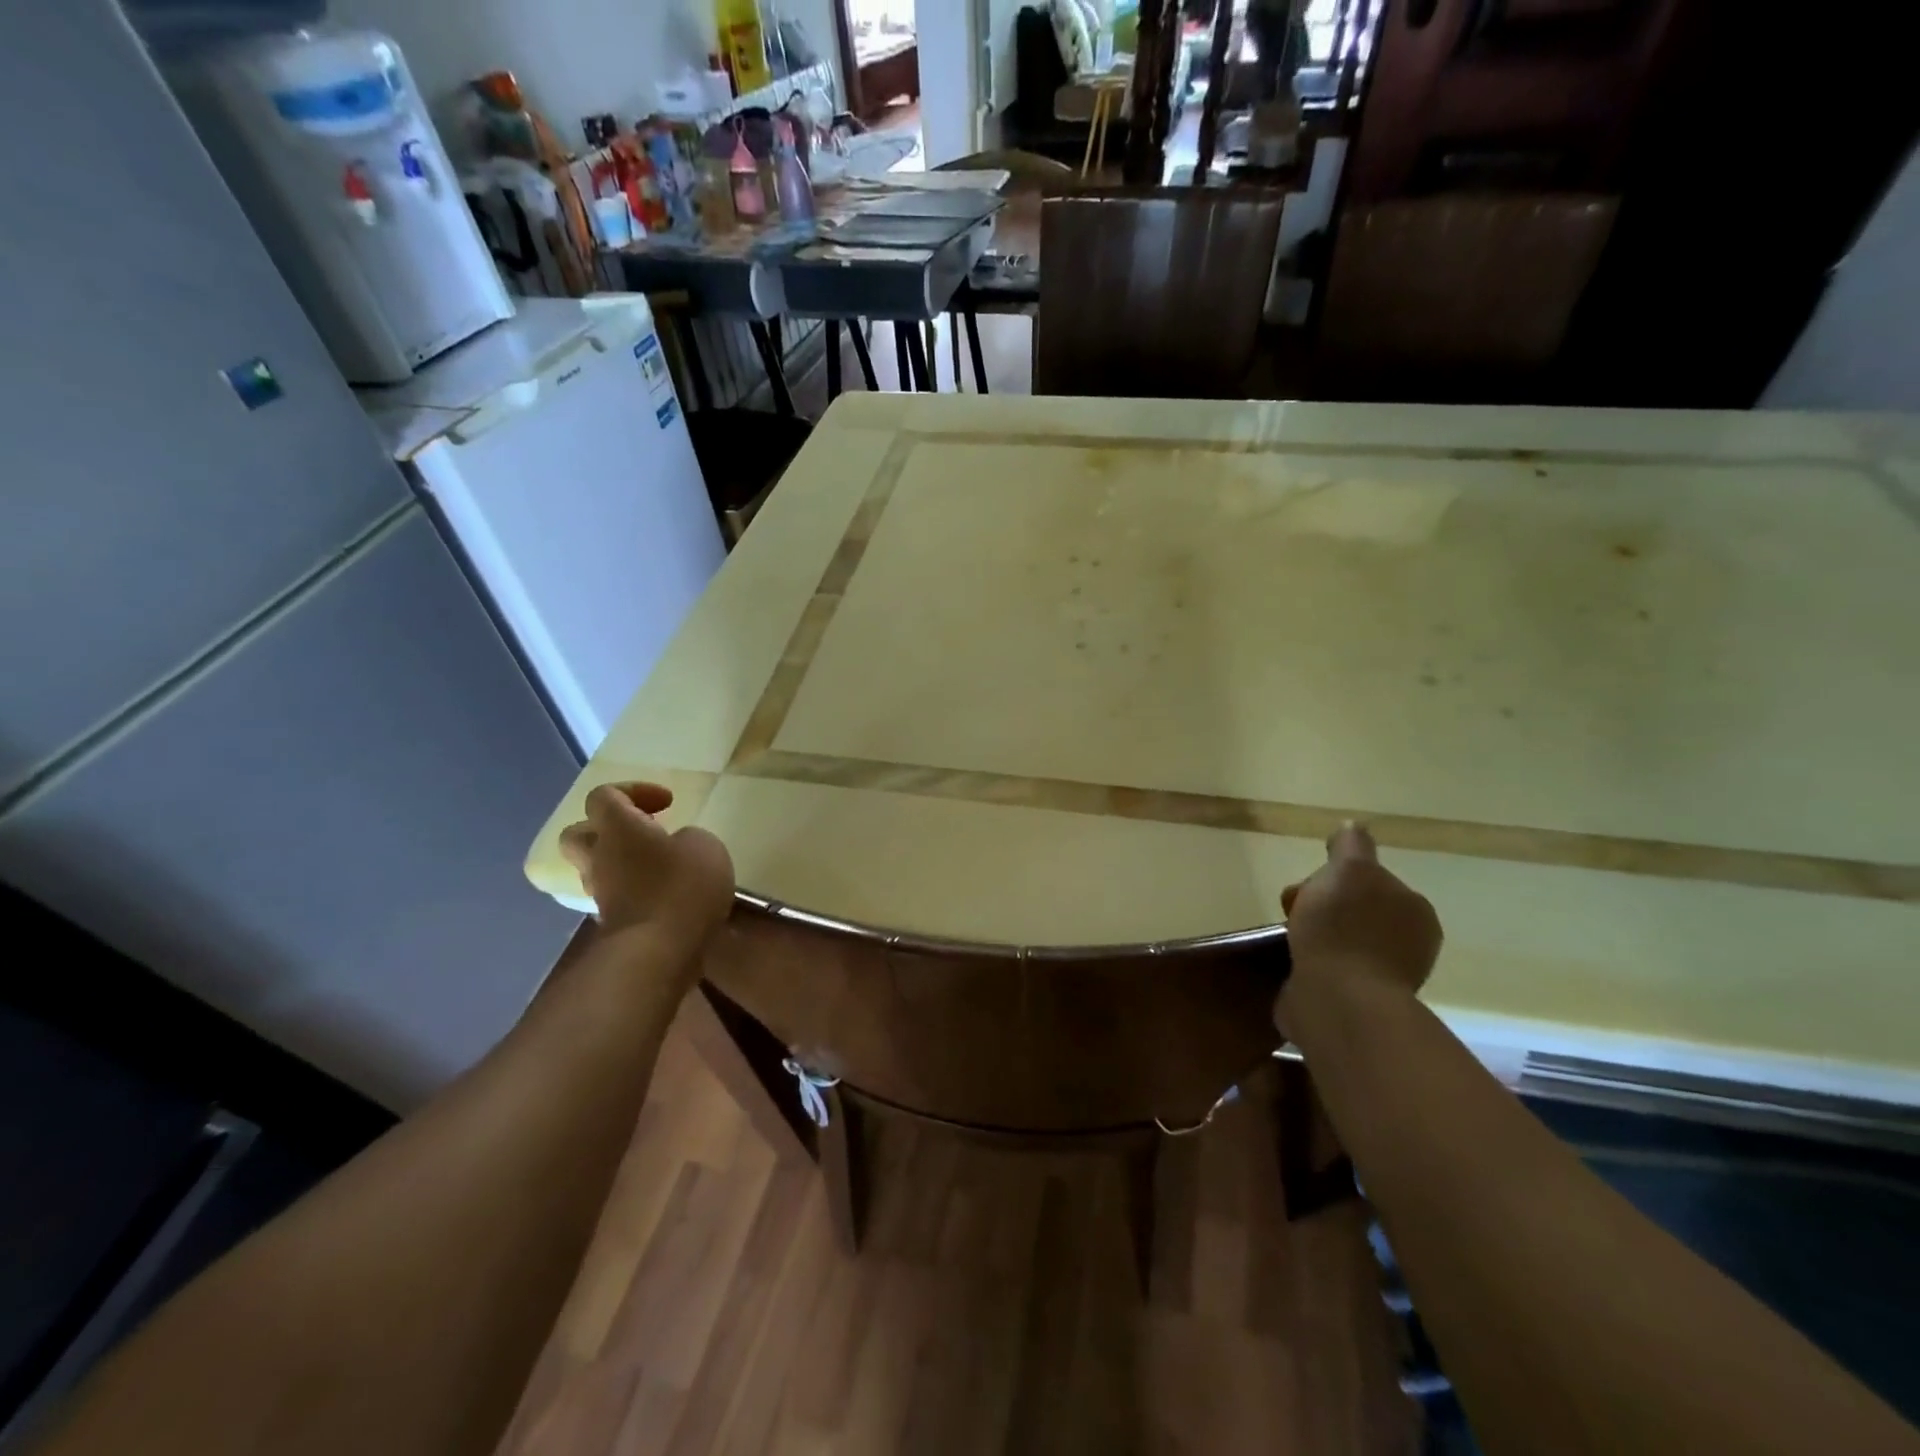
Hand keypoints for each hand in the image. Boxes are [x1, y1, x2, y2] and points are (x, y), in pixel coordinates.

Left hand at [558, 782, 734, 943]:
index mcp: (618, 829)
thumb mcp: (705, 846)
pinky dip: (637, 892)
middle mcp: (600, 859)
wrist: (659, 953)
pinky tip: (668, 897)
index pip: (604, 796)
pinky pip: (619, 897)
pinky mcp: (614, 924)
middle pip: (580, 833)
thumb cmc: (682, 886)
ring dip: (624, 863)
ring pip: (598, 868)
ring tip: (662, 867)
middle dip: (608, 829)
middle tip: (645, 832)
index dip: (633, 791)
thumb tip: (677, 847)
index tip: (667, 803)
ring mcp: (602, 895)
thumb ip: (688, 838)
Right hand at [1274, 822, 1441, 1034]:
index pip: (1369, 881)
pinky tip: (1294, 966)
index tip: (1307, 887)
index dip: (1333, 878)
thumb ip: (1352, 846)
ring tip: (1289, 943)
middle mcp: (1407, 945)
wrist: (1337, 1001)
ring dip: (1314, 938)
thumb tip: (1352, 828)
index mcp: (1415, 912)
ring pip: (1339, 941)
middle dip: (1320, 908)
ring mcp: (1383, 978)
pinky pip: (1329, 972)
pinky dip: (1310, 966)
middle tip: (1292, 915)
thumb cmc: (1344, 930)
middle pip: (1352, 911)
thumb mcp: (1349, 869)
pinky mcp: (1356, 1004)